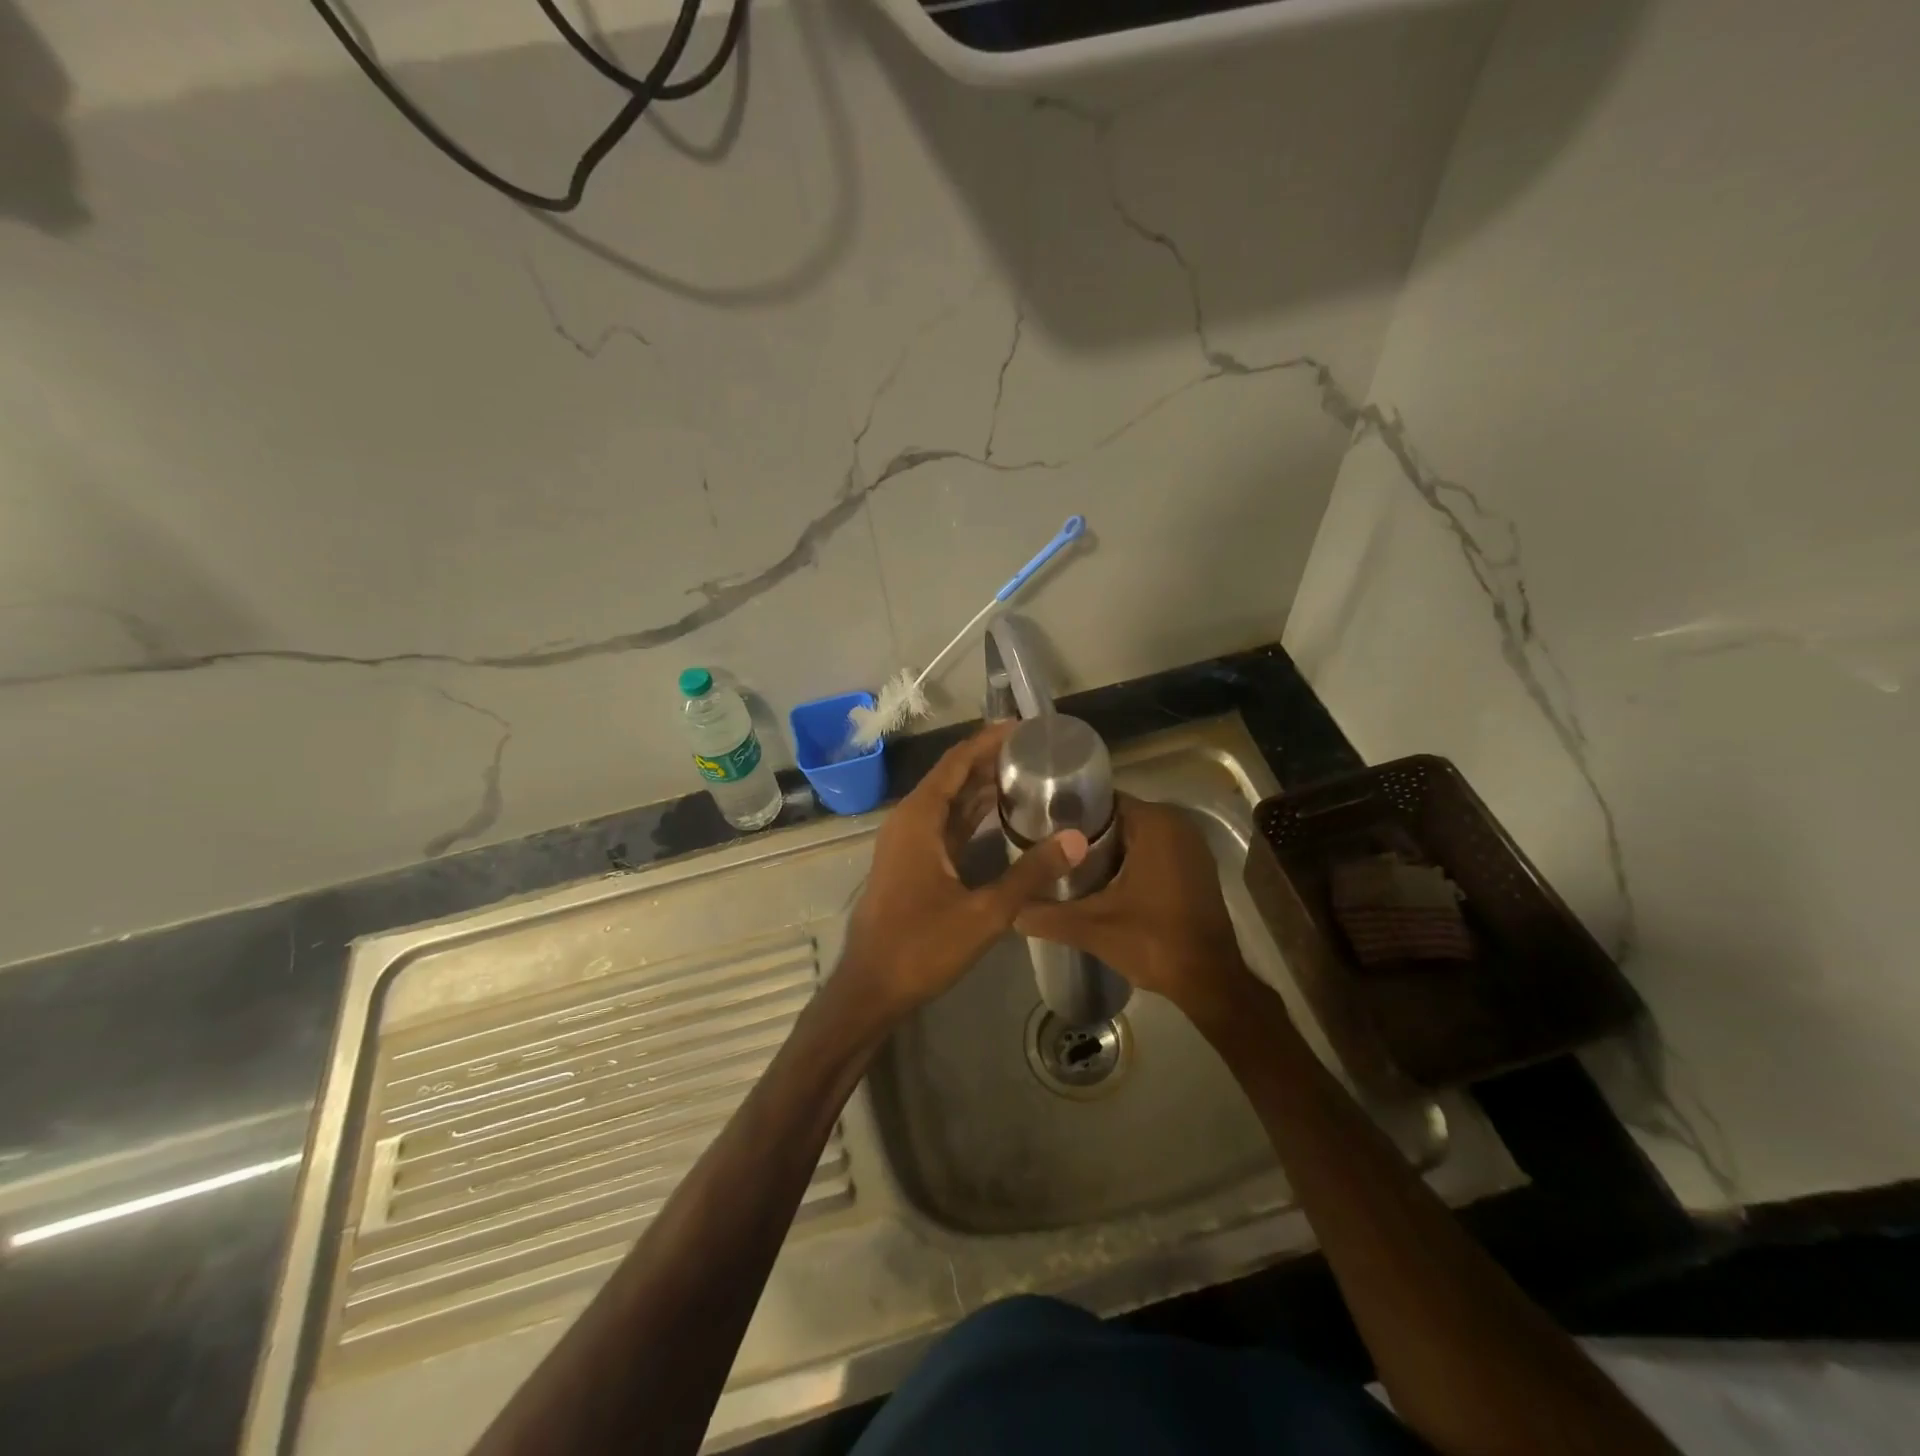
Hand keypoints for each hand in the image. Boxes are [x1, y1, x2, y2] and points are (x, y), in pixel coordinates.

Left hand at [838, 722, 1087, 1021]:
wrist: (871, 989)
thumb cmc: (921, 946)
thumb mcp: (984, 912)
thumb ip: (1031, 874)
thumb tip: (1078, 840)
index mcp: (919, 818)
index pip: (957, 761)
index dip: (989, 740)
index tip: (1026, 728)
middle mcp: (910, 820)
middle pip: (953, 776)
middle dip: (991, 760)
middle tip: (1037, 751)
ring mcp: (908, 842)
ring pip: (949, 801)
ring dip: (982, 787)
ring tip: (1027, 774)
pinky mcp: (912, 863)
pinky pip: (945, 825)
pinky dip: (972, 815)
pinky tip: (1001, 816)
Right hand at [1014, 794, 1253, 1020]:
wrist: (1210, 980)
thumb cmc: (1154, 941)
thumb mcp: (1092, 927)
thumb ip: (1046, 915)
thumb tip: (1010, 910)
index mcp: (1155, 823)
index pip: (1101, 801)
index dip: (1068, 815)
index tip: (1040, 830)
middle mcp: (1176, 823)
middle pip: (1116, 818)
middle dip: (1083, 834)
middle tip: (1046, 850)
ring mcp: (1190, 845)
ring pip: (1134, 835)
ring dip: (1105, 849)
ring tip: (1065, 866)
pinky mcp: (1195, 866)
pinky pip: (1152, 850)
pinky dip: (1128, 860)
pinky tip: (1100, 882)